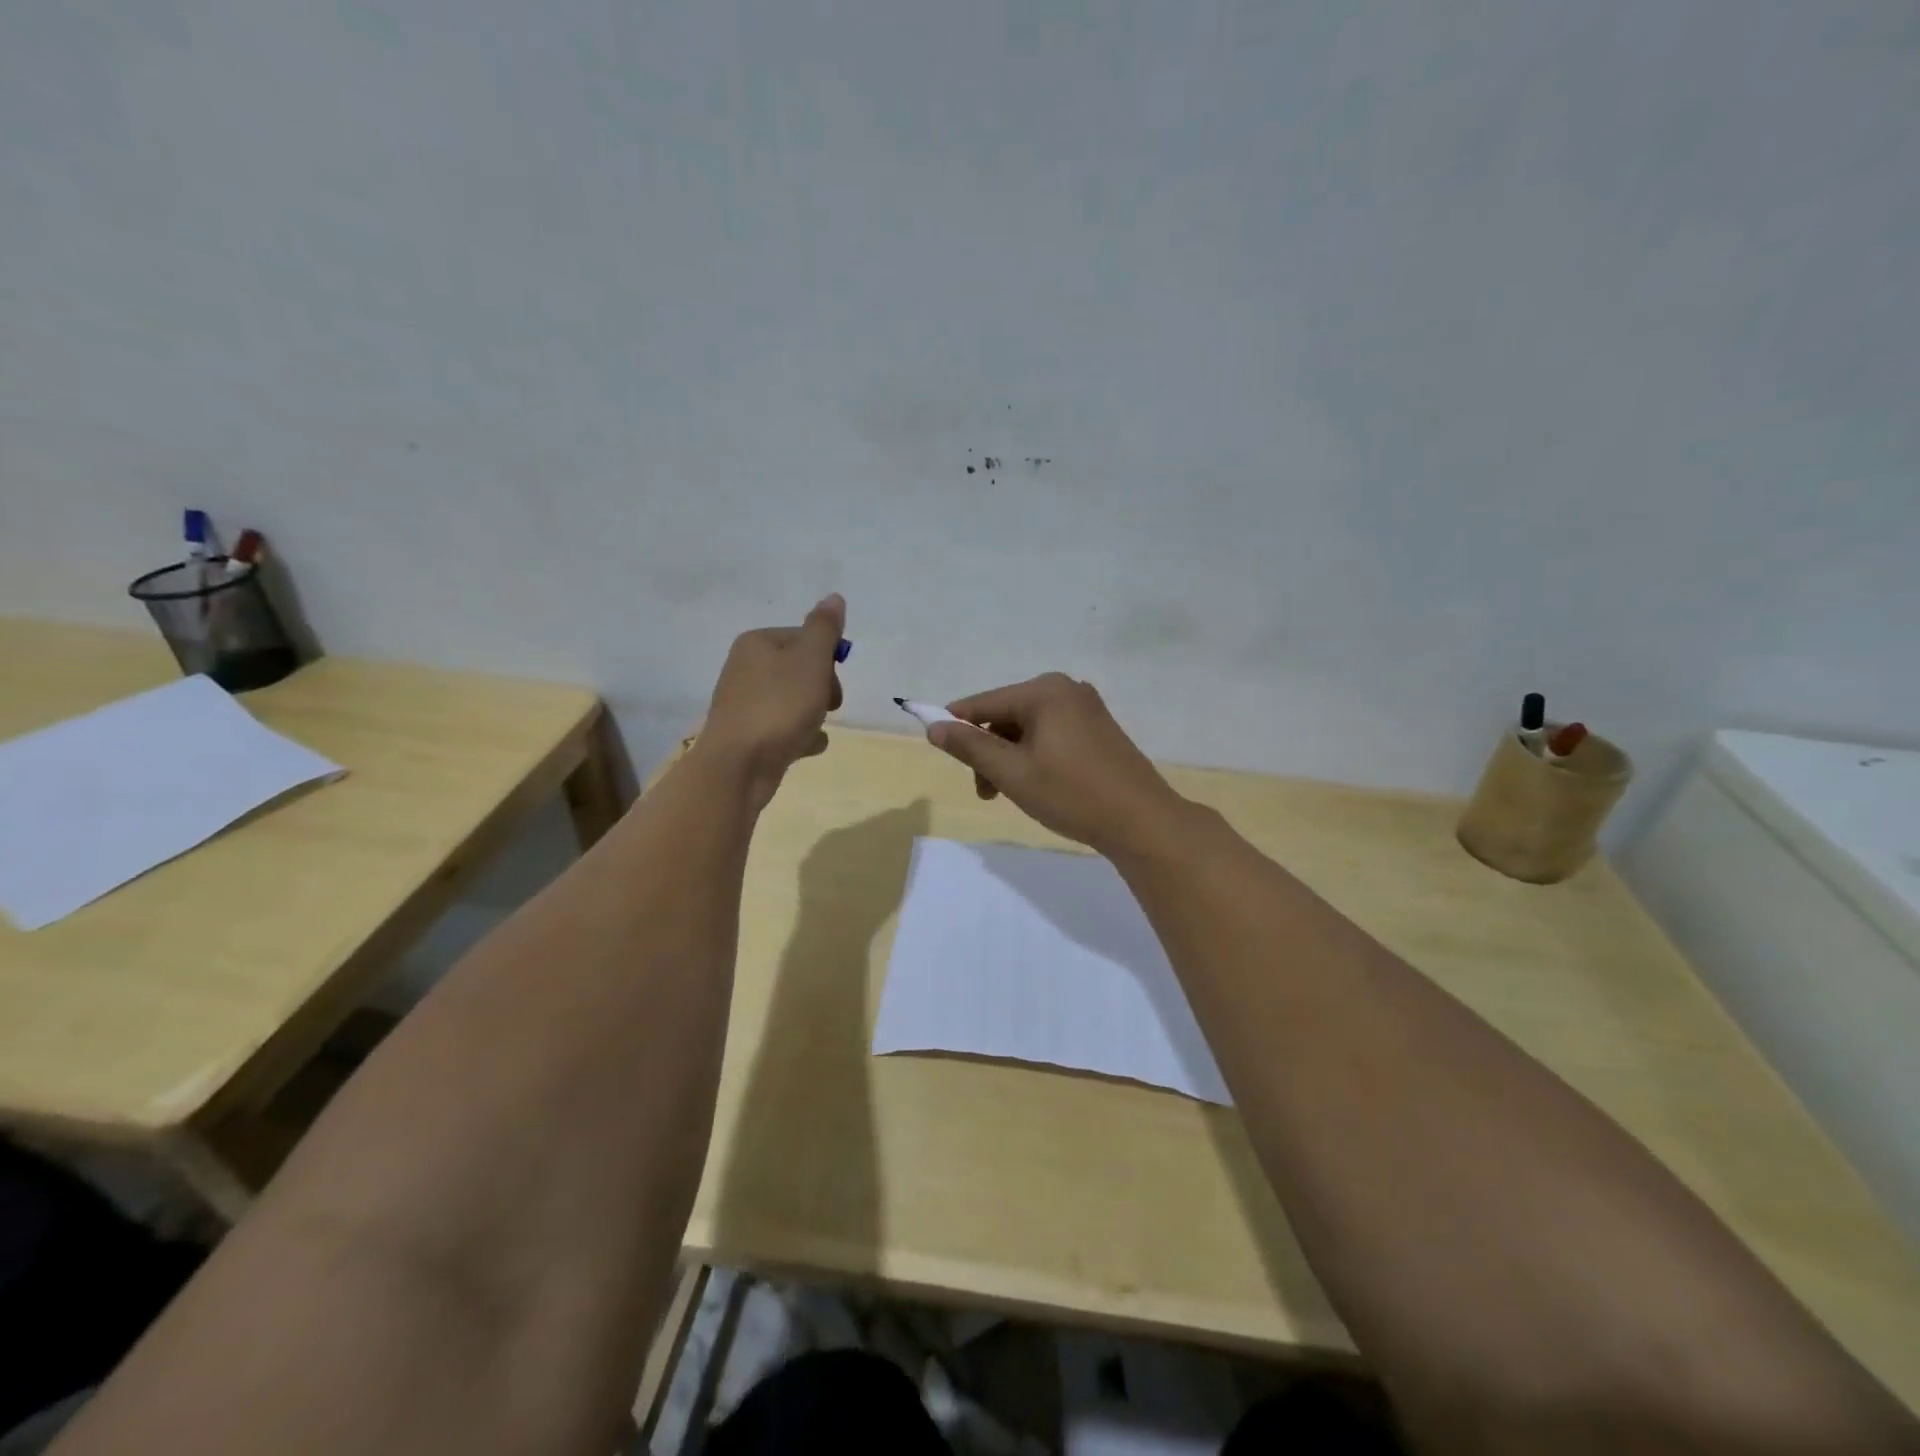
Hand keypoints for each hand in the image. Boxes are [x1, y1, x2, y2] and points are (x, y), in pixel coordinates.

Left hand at [698, 594, 845, 809]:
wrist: (738, 766)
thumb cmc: (779, 706)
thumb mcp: (810, 660)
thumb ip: (825, 629)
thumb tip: (834, 597)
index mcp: (757, 643)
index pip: (805, 638)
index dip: (827, 659)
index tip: (832, 680)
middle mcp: (746, 668)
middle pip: (801, 669)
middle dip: (823, 688)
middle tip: (828, 706)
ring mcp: (745, 703)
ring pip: (794, 700)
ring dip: (814, 714)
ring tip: (813, 730)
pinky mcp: (748, 734)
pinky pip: (785, 727)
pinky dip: (800, 736)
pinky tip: (807, 747)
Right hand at [926, 673, 1190, 856]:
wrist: (1142, 821)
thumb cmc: (1072, 795)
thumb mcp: (1013, 773)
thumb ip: (970, 747)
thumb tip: (934, 726)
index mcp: (1044, 691)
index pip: (982, 704)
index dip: (955, 726)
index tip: (939, 752)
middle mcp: (1065, 689)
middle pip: (1005, 715)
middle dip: (988, 750)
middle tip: (986, 792)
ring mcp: (1086, 708)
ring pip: (1028, 728)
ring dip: (1010, 757)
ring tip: (1009, 795)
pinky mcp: (1098, 728)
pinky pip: (1051, 734)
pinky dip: (1034, 756)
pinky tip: (1038, 785)